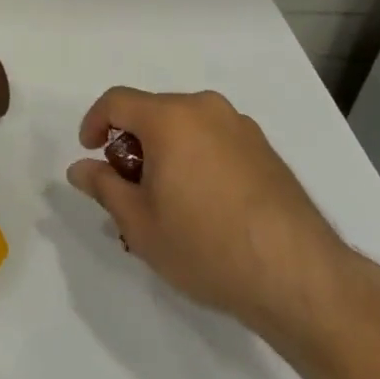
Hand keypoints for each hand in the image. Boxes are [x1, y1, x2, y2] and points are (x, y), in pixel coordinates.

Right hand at [66, 88, 358, 359]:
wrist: (299, 277)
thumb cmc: (207, 246)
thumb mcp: (141, 224)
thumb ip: (104, 187)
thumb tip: (80, 168)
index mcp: (170, 117)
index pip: (117, 101)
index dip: (95, 123)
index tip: (91, 154)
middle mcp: (205, 108)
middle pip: (153, 112)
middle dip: (132, 144)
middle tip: (129, 190)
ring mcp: (240, 126)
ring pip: (186, 127)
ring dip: (167, 152)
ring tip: (168, 202)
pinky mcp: (265, 149)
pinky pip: (215, 140)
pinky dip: (198, 158)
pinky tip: (206, 206)